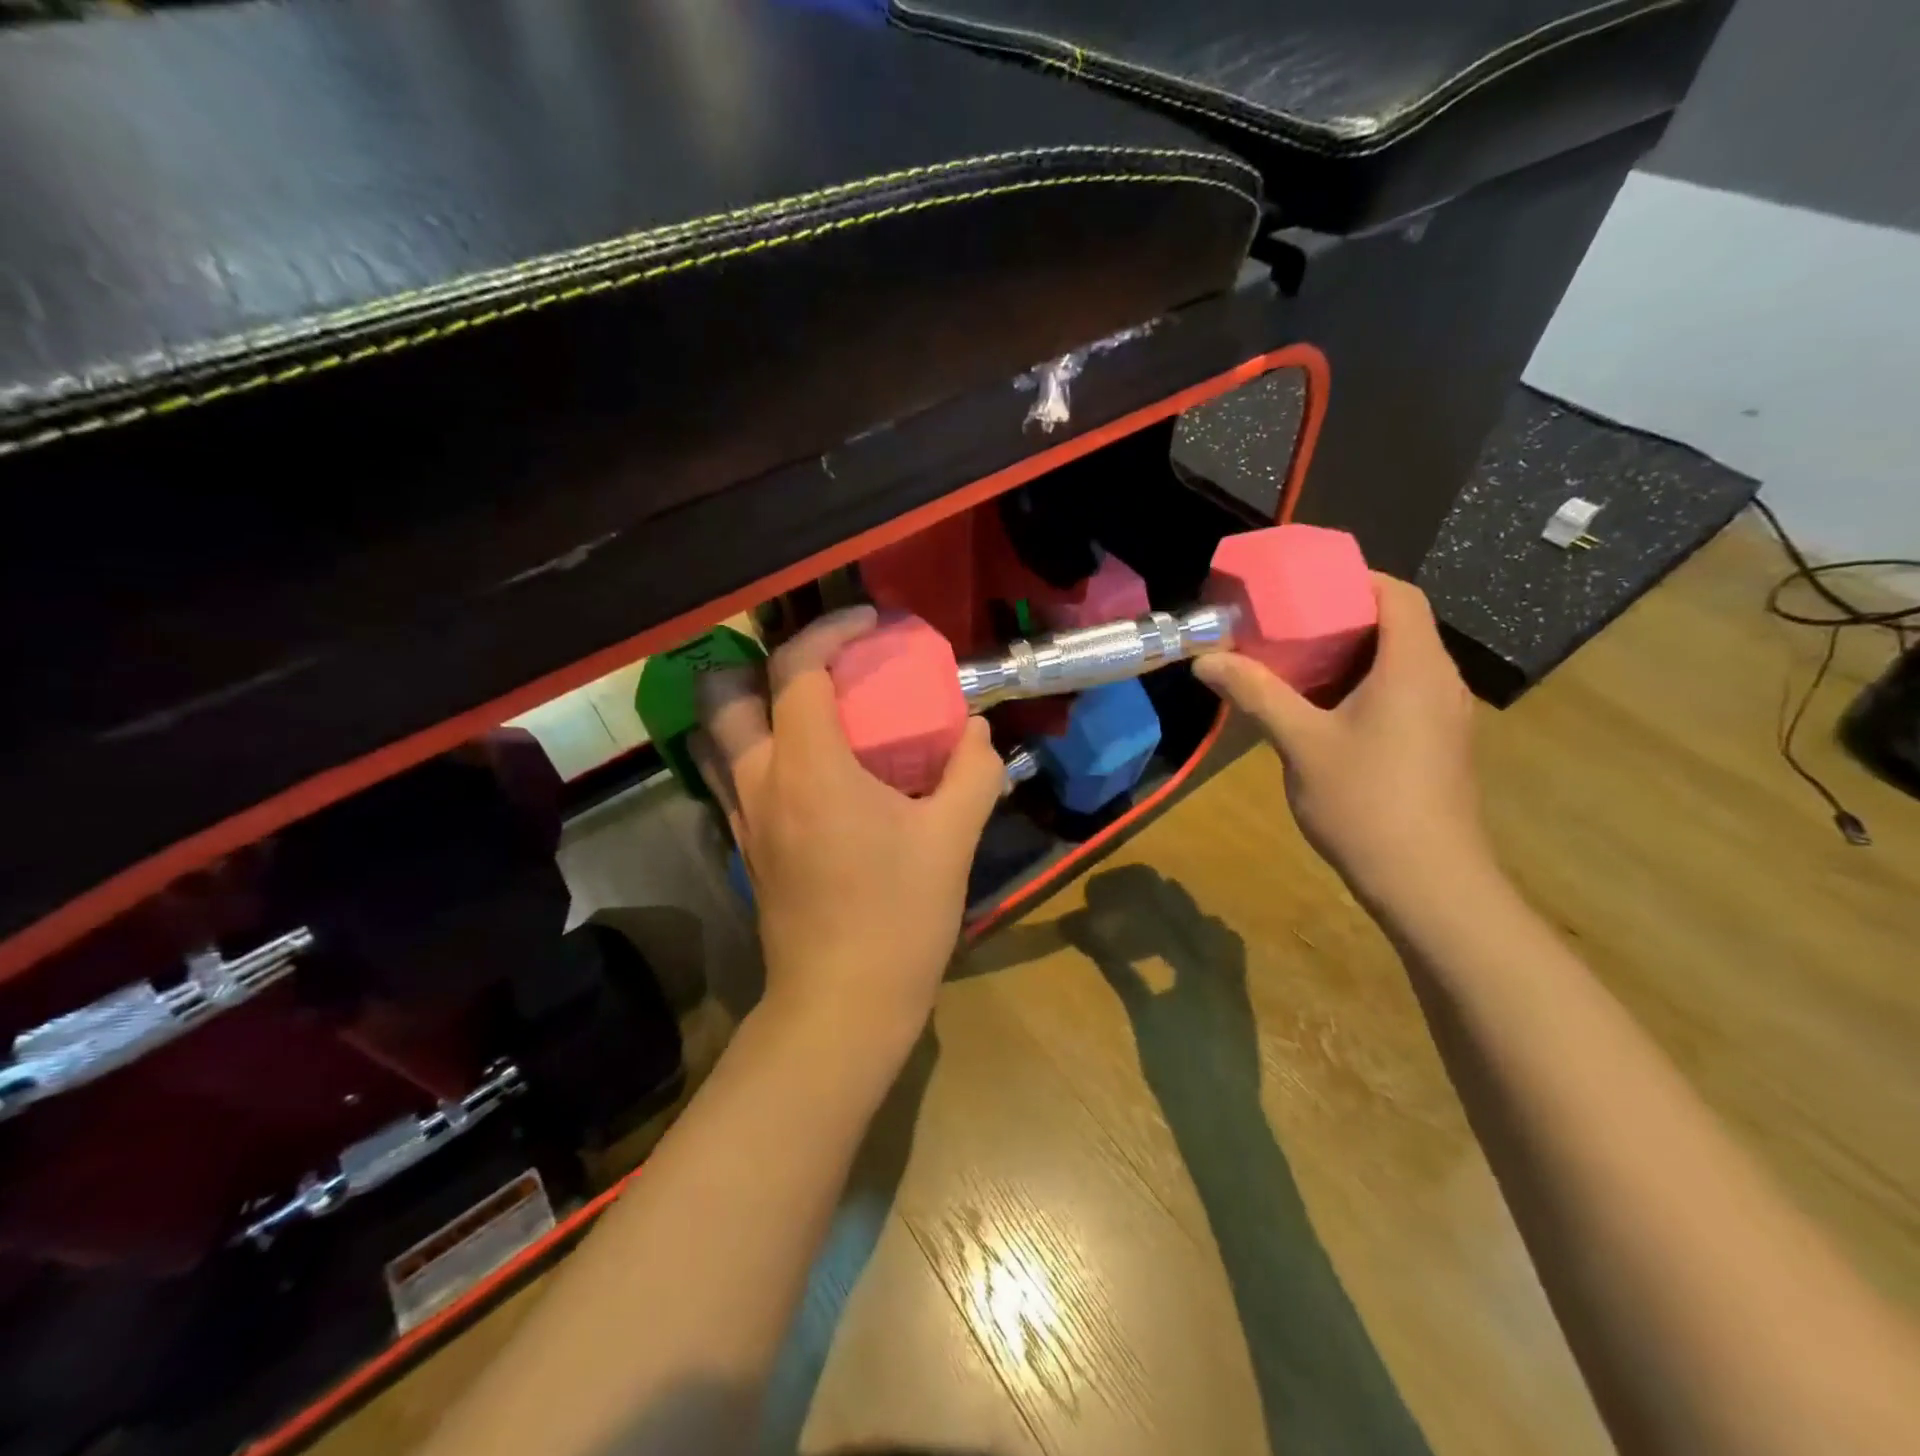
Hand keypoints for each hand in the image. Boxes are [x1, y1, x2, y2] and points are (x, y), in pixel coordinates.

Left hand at [695, 607, 1004, 1051]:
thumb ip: (973, 772)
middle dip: (763, 660)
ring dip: (752, 704)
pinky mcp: (745, 846)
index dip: (829, 631)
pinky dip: (758, 747)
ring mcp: (742, 816)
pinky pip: (733, 774)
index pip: (795, 668)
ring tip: (806, 707)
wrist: (842, 1005)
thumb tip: (978, 730)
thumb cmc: (899, 917)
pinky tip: (806, 767)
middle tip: (819, 666)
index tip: (869, 625)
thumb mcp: (953, 839)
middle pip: (724, 691)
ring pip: (717, 734)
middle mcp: (760, 780)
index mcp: (809, 767)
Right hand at [1192, 573, 1489, 910]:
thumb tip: (1206, 660)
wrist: (1427, 882)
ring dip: (1352, 655)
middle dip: (1343, 617)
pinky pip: (1403, 693)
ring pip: (1401, 662)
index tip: (1304, 586)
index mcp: (1413, 666)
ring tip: (1296, 663)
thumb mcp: (1300, 743)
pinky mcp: (1439, 745)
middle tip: (1286, 624)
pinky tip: (1324, 712)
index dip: (1355, 580)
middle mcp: (1439, 680)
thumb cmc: (1364, 801)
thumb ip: (1255, 694)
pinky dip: (1365, 685)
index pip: (1398, 594)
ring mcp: (1444, 716)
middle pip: (1399, 625)